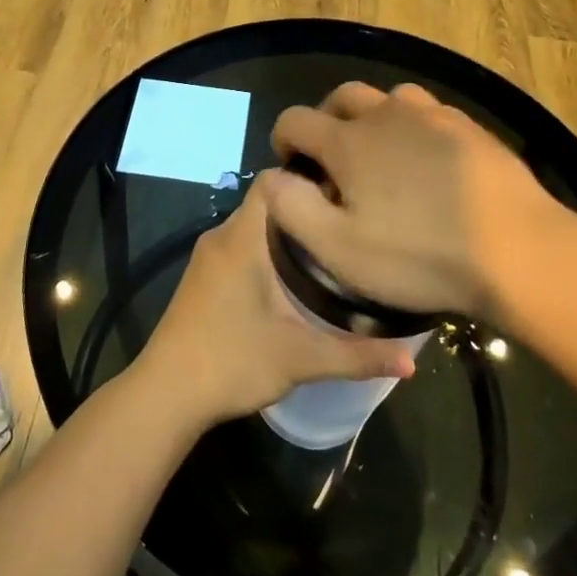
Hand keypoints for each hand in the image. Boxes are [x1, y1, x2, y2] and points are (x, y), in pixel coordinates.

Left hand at [138, 179, 416, 426]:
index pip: (275, 181)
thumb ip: (357, 356)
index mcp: (242, 237)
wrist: (165, 395)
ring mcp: (209, 257)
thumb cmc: (231, 362)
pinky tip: (296, 279)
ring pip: (255, 226)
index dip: (309, 180)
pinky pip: (243, 246)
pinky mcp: (204, 277)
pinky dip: (269, 251)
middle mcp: (222, 236)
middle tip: (350, 226)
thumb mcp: (301, 358)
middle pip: (270, 203)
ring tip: (333, 249)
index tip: (347, 196)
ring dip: (289, 234)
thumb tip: (411, 361)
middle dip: (308, 210)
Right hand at [262, 82, 576, 322]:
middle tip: (333, 160)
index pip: (296, 119)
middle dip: (327, 120)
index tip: (290, 167)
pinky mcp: (470, 127)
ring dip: (372, 118)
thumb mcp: (339, 249)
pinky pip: (428, 113)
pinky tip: (427, 161)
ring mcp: (433, 116)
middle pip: (342, 97)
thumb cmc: (419, 256)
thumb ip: (292, 207)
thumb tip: (271, 175)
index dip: (283, 139)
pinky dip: (413, 127)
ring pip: (388, 98)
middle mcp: (386, 114)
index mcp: (349, 140)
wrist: (518, 250)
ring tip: (381, 155)